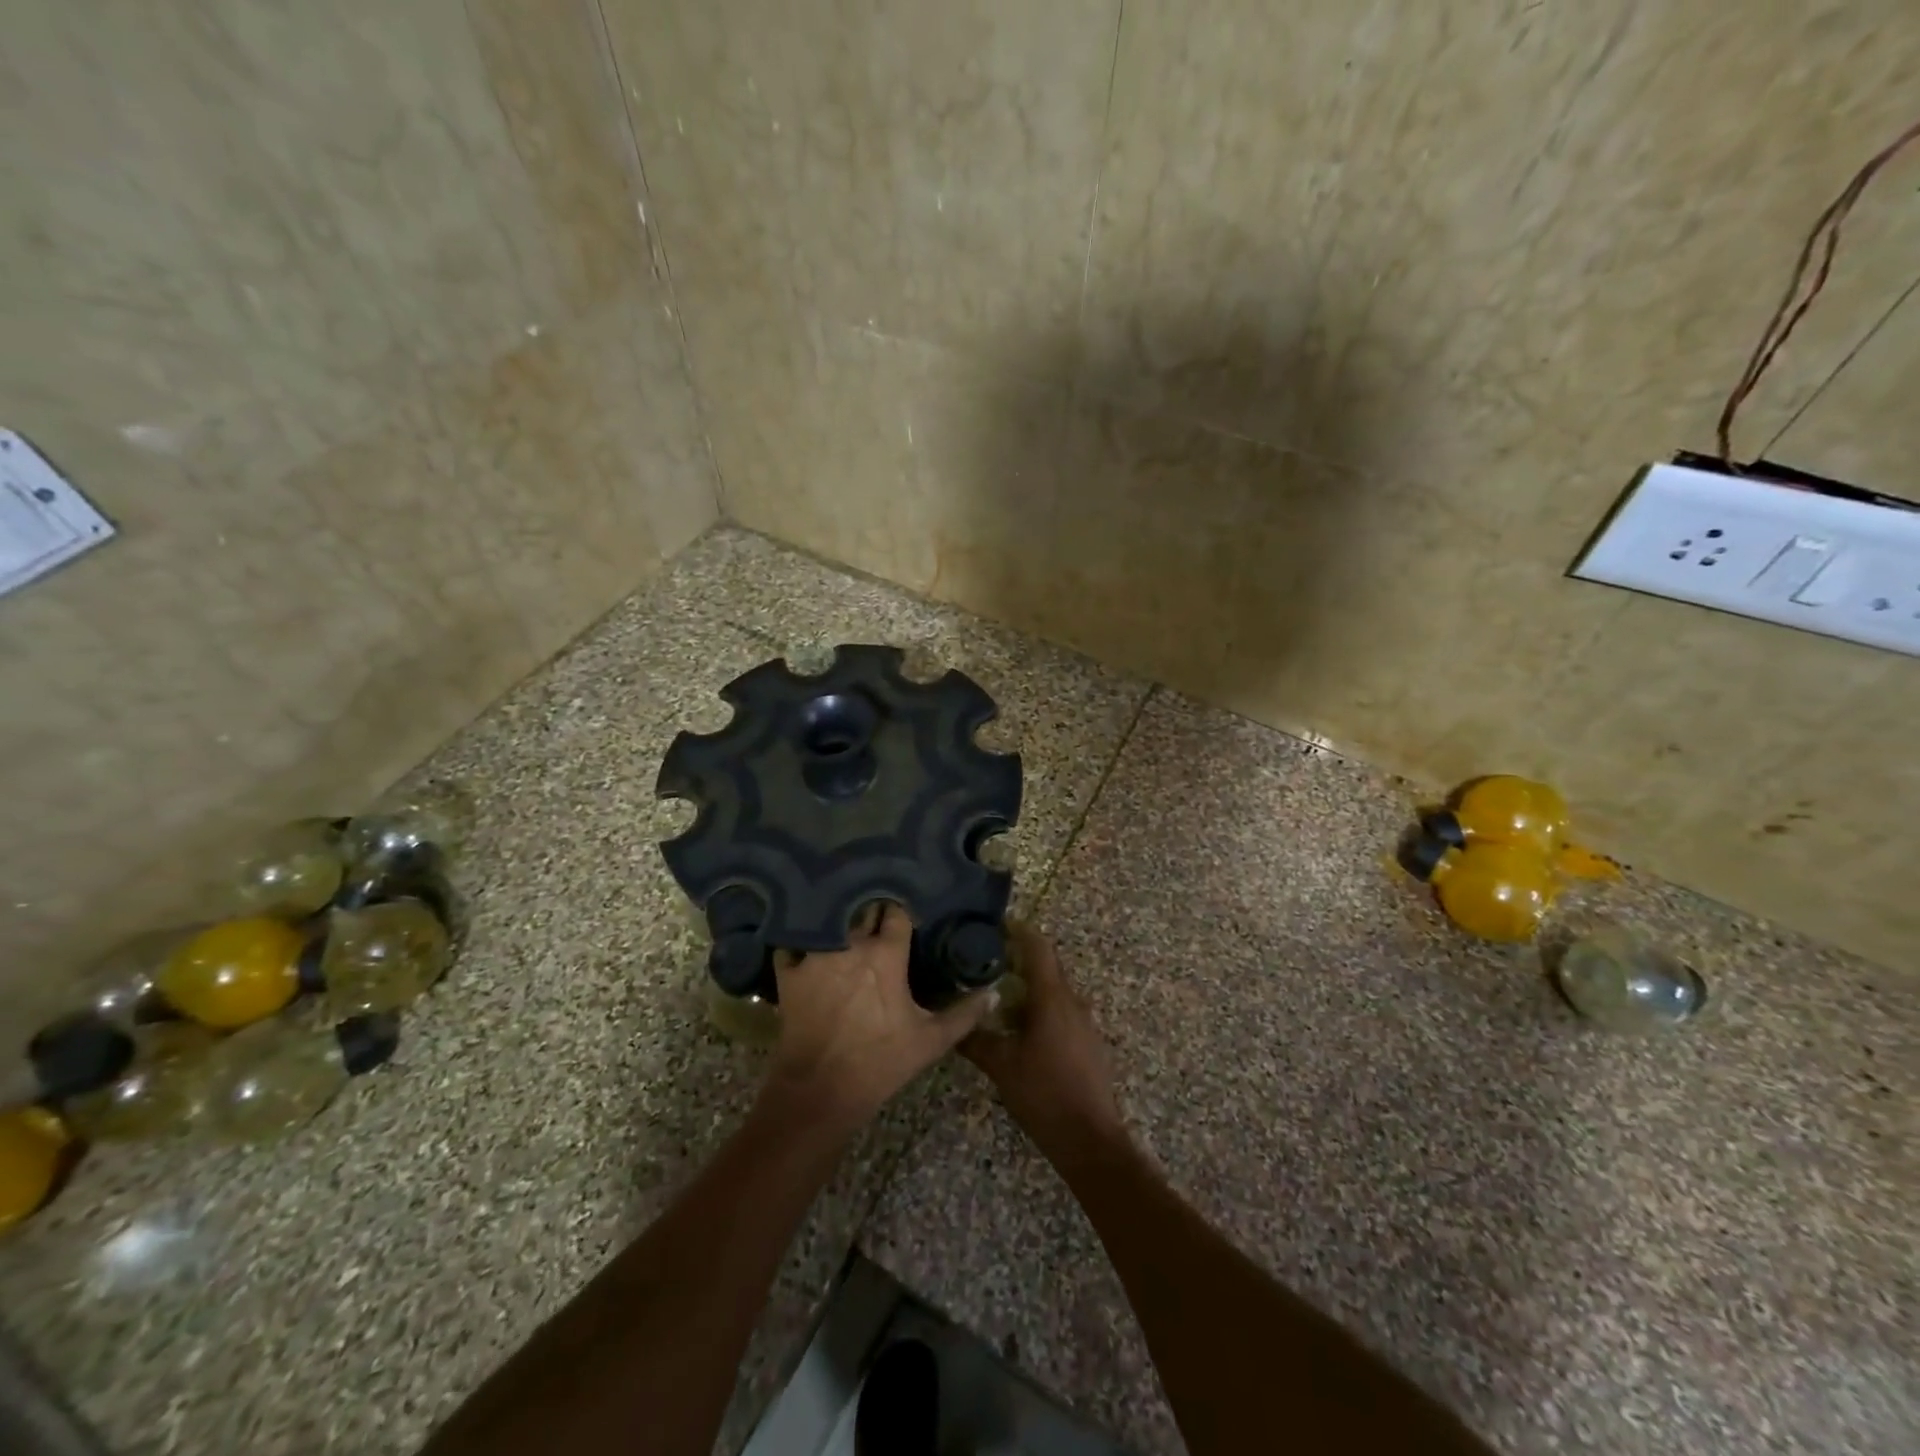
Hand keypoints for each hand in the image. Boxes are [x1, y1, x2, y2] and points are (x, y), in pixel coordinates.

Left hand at [767, 903, 995, 1132]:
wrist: (820, 1090)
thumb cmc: (881, 1061)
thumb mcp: (931, 1040)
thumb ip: (965, 1013)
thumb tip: (994, 992)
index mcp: (887, 953)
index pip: (897, 913)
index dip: (901, 912)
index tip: (906, 915)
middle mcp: (851, 943)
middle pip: (863, 910)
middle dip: (871, 911)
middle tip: (878, 918)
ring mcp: (816, 954)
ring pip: (828, 920)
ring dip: (838, 921)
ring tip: (843, 922)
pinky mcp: (790, 971)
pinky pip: (792, 944)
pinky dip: (799, 942)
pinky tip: (805, 946)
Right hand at [961, 923, 1127, 1154]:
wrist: (1090, 1140)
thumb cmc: (1044, 1094)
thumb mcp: (1001, 1066)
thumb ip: (974, 1039)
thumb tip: (951, 1020)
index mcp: (1052, 998)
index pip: (1038, 947)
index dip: (1018, 930)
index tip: (994, 925)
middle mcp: (1072, 1001)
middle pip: (1047, 966)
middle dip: (1018, 958)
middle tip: (985, 959)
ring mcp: (1084, 1022)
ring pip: (1053, 991)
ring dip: (1028, 987)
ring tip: (996, 994)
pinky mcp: (1087, 1042)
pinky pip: (1061, 1011)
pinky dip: (1039, 1008)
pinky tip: (1018, 1027)